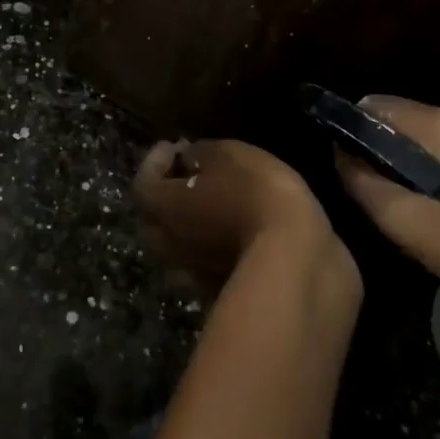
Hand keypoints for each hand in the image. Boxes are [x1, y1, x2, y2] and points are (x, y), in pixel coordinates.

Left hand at [134, 139, 353, 298]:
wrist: (295, 262)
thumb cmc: (254, 196)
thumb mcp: (228, 155)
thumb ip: (200, 154)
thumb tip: (187, 158)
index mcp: (161, 206)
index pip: (143, 181)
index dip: (156, 160)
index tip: (174, 146)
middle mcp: (166, 243)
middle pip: (152, 218)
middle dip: (165, 194)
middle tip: (186, 175)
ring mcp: (190, 273)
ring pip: (176, 245)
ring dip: (186, 224)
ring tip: (209, 204)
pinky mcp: (218, 292)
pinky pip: (203, 264)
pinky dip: (209, 246)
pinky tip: (230, 233)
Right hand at [334, 96, 439, 329]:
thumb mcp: (402, 221)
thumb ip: (359, 180)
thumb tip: (339, 153)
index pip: (374, 108)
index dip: (352, 135)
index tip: (349, 170)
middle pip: (398, 120)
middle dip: (379, 151)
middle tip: (376, 195)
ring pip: (420, 137)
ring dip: (403, 164)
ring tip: (404, 206)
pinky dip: (428, 170)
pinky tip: (432, 208)